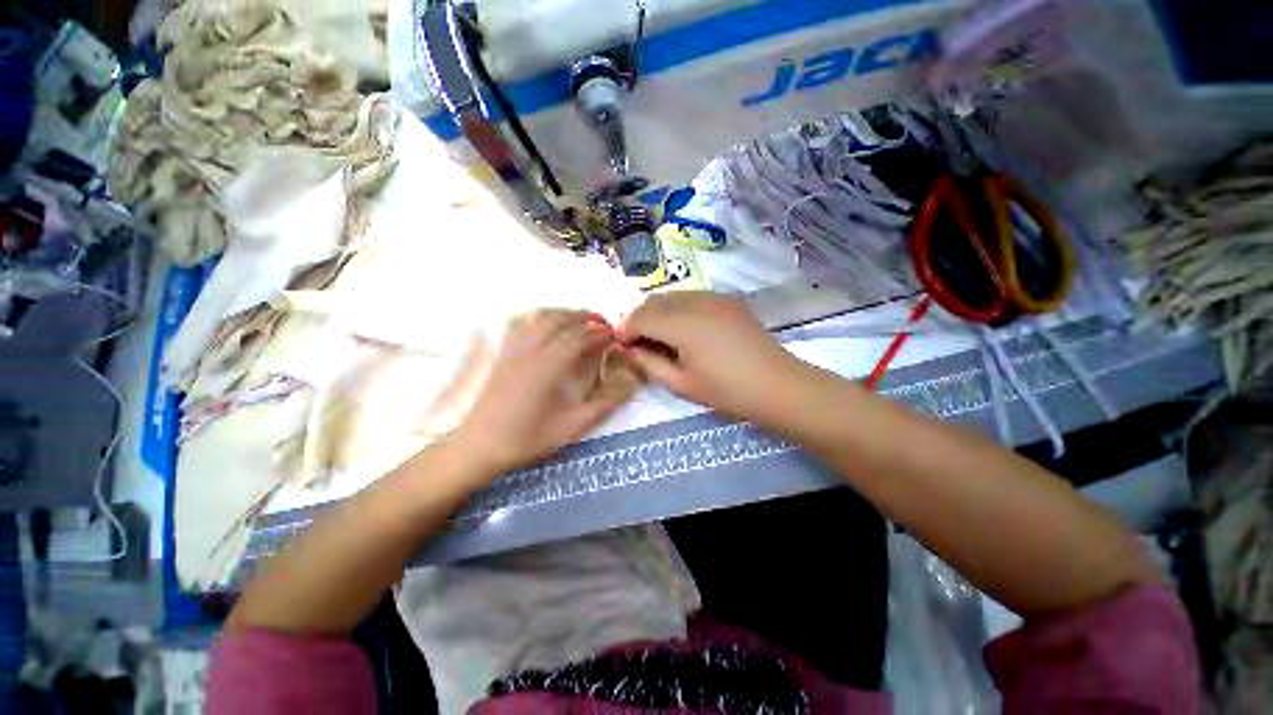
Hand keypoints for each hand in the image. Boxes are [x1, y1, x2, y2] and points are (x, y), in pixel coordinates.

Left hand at [451, 310, 632, 475]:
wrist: (479, 446)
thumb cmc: (526, 439)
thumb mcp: (570, 427)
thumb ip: (602, 405)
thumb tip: (629, 388)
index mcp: (547, 367)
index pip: (578, 338)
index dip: (599, 333)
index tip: (615, 335)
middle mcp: (530, 351)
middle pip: (559, 320)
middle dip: (584, 316)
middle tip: (604, 322)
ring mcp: (513, 349)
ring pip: (540, 318)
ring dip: (564, 314)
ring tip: (582, 321)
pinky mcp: (503, 353)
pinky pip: (524, 324)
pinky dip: (542, 318)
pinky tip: (550, 326)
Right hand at [617, 292, 802, 421]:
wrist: (776, 384)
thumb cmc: (726, 391)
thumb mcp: (680, 383)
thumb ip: (648, 363)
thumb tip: (629, 349)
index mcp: (683, 325)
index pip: (641, 317)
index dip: (627, 330)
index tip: (623, 345)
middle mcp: (696, 301)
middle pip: (654, 301)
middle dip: (640, 319)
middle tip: (640, 343)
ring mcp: (715, 296)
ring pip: (673, 295)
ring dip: (659, 312)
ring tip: (662, 336)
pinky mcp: (728, 299)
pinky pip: (693, 297)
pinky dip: (679, 308)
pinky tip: (686, 329)